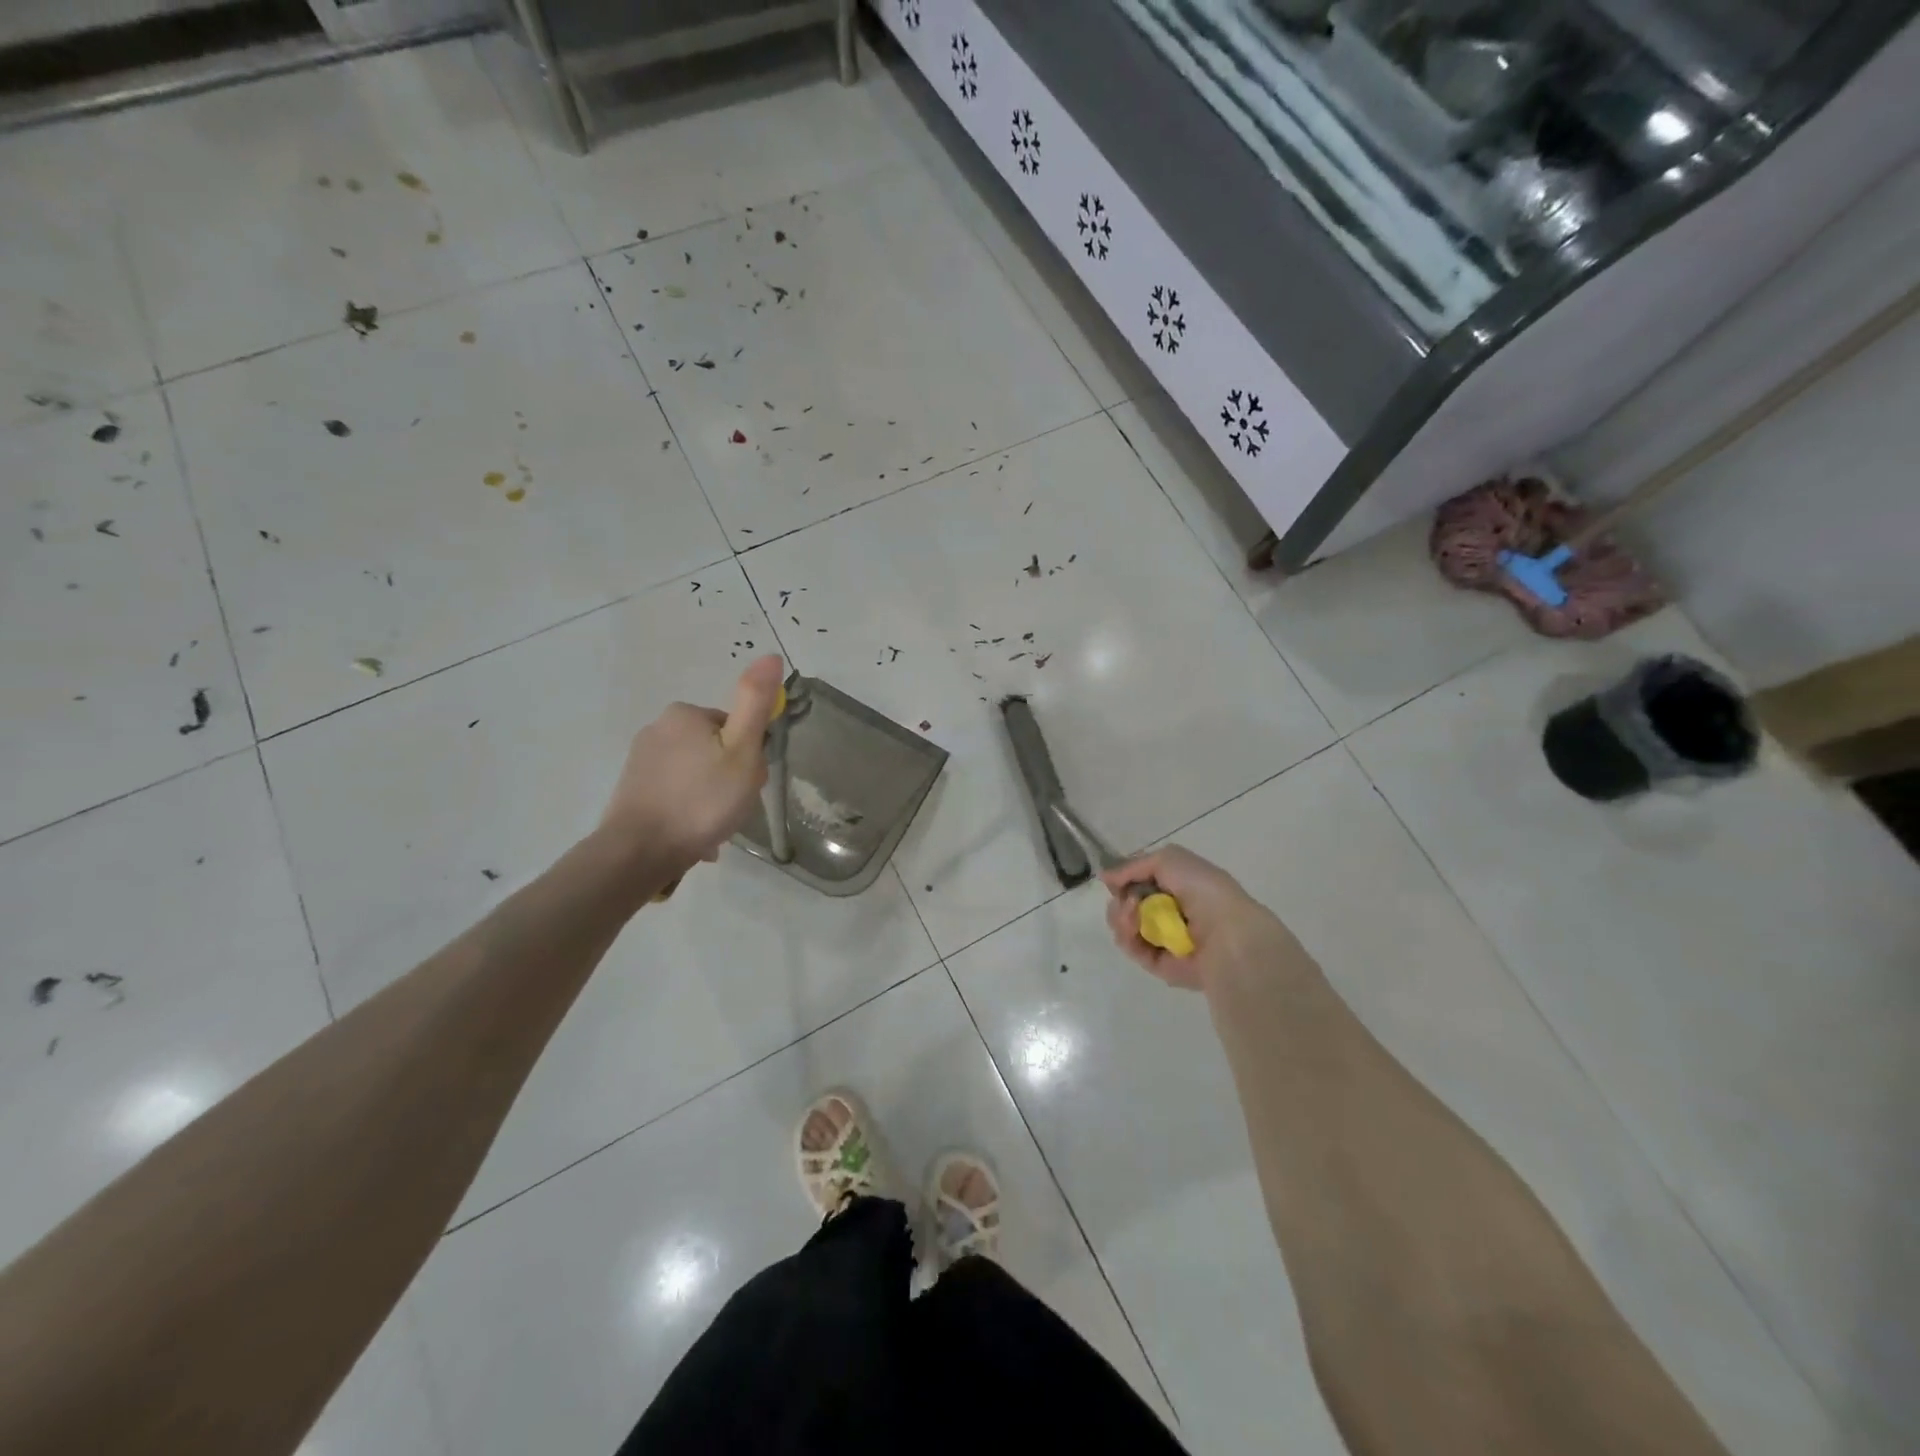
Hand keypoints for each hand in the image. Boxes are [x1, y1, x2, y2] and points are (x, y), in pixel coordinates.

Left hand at [600, 655, 785, 874]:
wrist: (639, 852)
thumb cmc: (701, 800)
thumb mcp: (742, 751)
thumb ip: (756, 704)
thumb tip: (769, 655)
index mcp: (686, 714)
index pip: (735, 728)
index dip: (749, 757)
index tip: (747, 783)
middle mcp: (658, 728)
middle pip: (715, 749)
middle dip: (729, 778)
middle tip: (732, 807)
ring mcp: (641, 760)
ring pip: (696, 773)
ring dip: (710, 798)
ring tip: (713, 828)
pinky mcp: (632, 788)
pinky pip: (676, 792)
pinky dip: (689, 810)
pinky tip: (694, 835)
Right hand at [1101, 846, 1293, 992]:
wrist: (1227, 934)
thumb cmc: (1203, 890)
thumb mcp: (1170, 859)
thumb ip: (1134, 865)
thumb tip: (1107, 877)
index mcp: (1179, 886)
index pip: (1141, 882)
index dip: (1125, 879)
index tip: (1117, 879)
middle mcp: (1171, 912)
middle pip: (1128, 904)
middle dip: (1120, 900)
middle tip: (1127, 901)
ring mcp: (1164, 938)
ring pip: (1125, 926)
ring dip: (1121, 916)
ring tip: (1131, 914)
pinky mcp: (1159, 964)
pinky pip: (1132, 948)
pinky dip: (1126, 936)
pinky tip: (1133, 926)